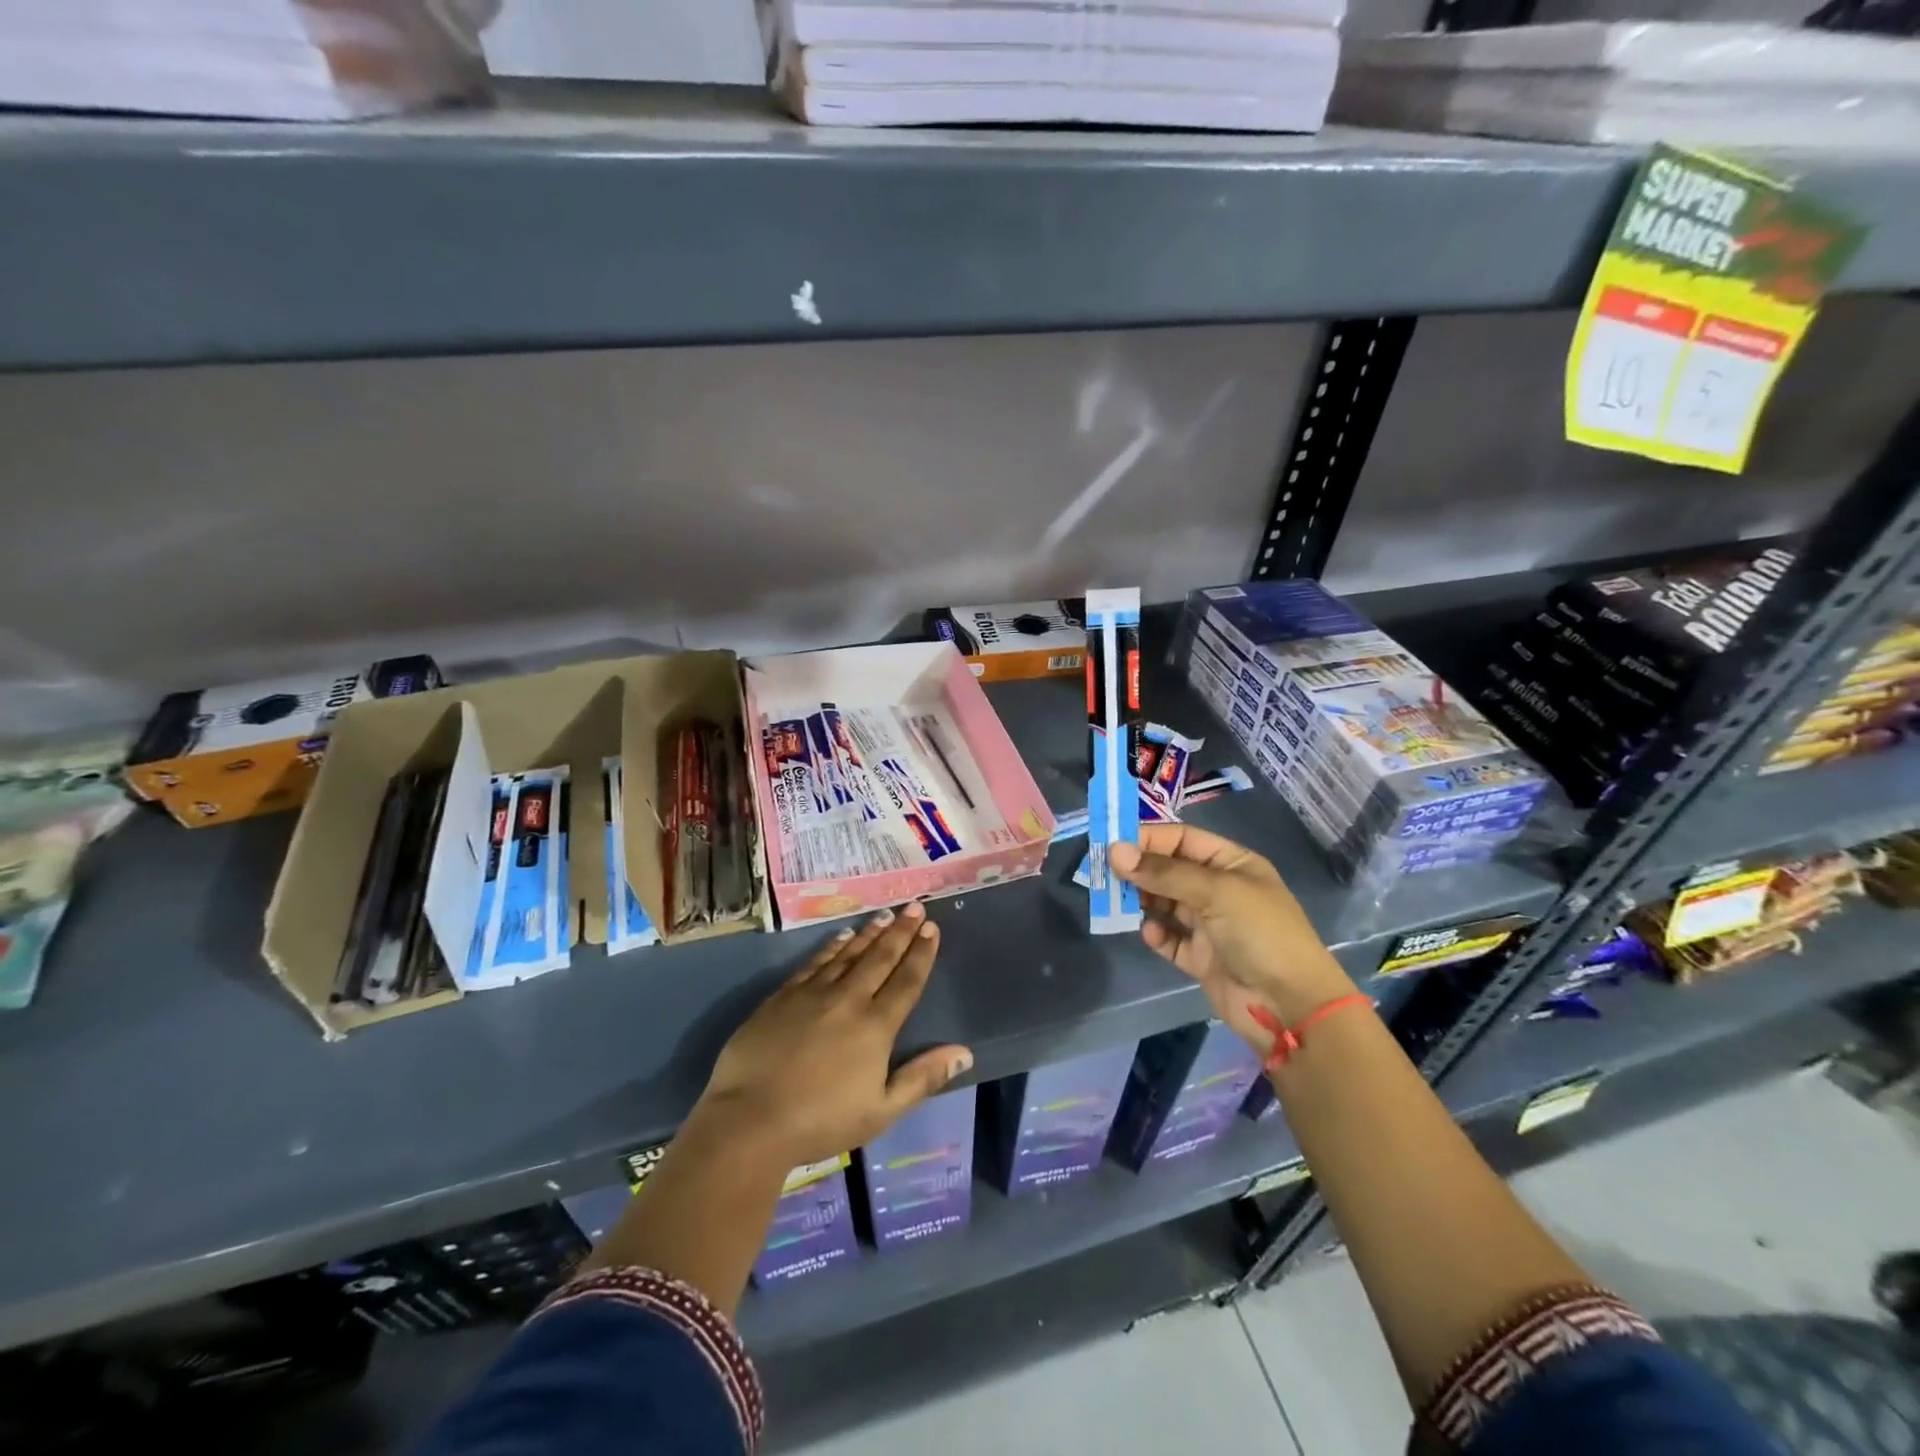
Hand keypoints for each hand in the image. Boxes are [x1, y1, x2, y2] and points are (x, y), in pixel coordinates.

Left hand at [696, 903, 972, 1169]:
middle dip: (900, 931)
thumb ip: (923, 1078)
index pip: (906, 981)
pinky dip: (832, 946)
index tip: (932, 928)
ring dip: (870, 933)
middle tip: (914, 907)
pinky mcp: (783, 996)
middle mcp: (849, 999)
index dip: (921, 953)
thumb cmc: (822, 1121)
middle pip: (880, 958)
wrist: (750, 1120)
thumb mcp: (882, 1111)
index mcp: (876, 1026)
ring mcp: (813, 994)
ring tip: (885, 915)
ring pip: (849, 954)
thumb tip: (964, 1051)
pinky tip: (841, 936)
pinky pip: (815, 962)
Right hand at [1111, 824, 1356, 1052]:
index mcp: (1231, 864)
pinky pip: (1169, 938)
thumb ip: (1164, 872)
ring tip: (1118, 904)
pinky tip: (1151, 934)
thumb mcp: (1215, 892)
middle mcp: (1218, 889)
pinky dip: (1156, 934)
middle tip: (1105, 875)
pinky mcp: (1200, 957)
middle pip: (1168, 870)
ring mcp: (1209, 924)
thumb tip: (1114, 851)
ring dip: (1142, 901)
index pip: (1181, 839)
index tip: (1111, 844)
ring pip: (1164, 903)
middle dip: (1138, 871)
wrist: (1291, 1007)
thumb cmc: (1261, 933)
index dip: (1148, 839)